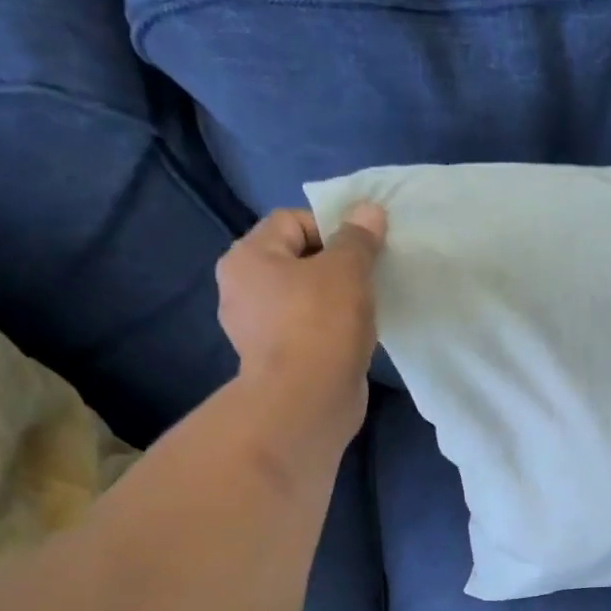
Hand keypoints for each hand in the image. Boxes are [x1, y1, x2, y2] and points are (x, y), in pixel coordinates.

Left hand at [216, 203, 385, 434]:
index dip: (333, 228)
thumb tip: (369, 210)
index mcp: (248, 256)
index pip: (292, 220)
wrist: (307, 400)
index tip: (364, 251)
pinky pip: (304, 328)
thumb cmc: (322, 324)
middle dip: (334, 266)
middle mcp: (241, 287)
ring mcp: (254, 326)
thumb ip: (358, 238)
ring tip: (363, 313)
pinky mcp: (273, 358)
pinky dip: (327, 329)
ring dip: (332, 300)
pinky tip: (349, 340)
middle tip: (367, 281)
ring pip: (301, 296)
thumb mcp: (347, 270)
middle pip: (296, 259)